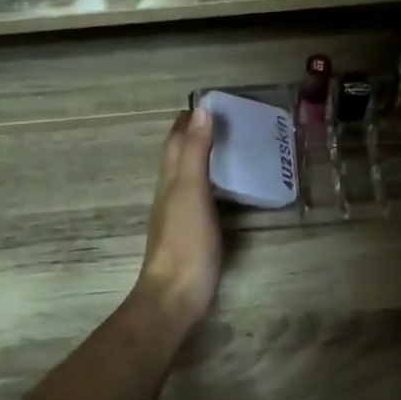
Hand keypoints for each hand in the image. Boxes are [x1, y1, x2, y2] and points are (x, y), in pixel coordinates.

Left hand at [132, 106, 221, 333]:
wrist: (176, 296)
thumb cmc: (185, 241)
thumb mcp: (191, 190)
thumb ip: (195, 152)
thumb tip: (200, 110)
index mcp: (169, 180)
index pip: (175, 141)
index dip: (187, 121)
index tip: (208, 103)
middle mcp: (170, 194)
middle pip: (179, 158)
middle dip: (196, 137)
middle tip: (225, 123)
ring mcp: (180, 217)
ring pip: (189, 179)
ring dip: (204, 161)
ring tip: (231, 149)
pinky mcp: (193, 237)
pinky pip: (203, 200)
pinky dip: (213, 186)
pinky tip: (228, 192)